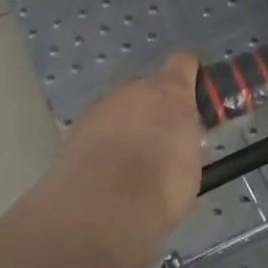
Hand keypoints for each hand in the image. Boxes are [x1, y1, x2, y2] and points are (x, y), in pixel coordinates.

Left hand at [50, 53, 203, 243]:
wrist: (107, 202)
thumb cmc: (164, 182)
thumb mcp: (192, 161)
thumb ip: (184, 139)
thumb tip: (177, 142)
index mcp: (170, 92)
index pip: (183, 64)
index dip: (188, 77)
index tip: (191, 97)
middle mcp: (134, 90)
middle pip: (146, 92)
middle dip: (152, 112)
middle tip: (158, 145)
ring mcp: (102, 107)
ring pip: (118, 111)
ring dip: (124, 128)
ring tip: (127, 165)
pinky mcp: (76, 128)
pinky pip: (97, 130)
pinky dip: (101, 144)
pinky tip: (104, 172)